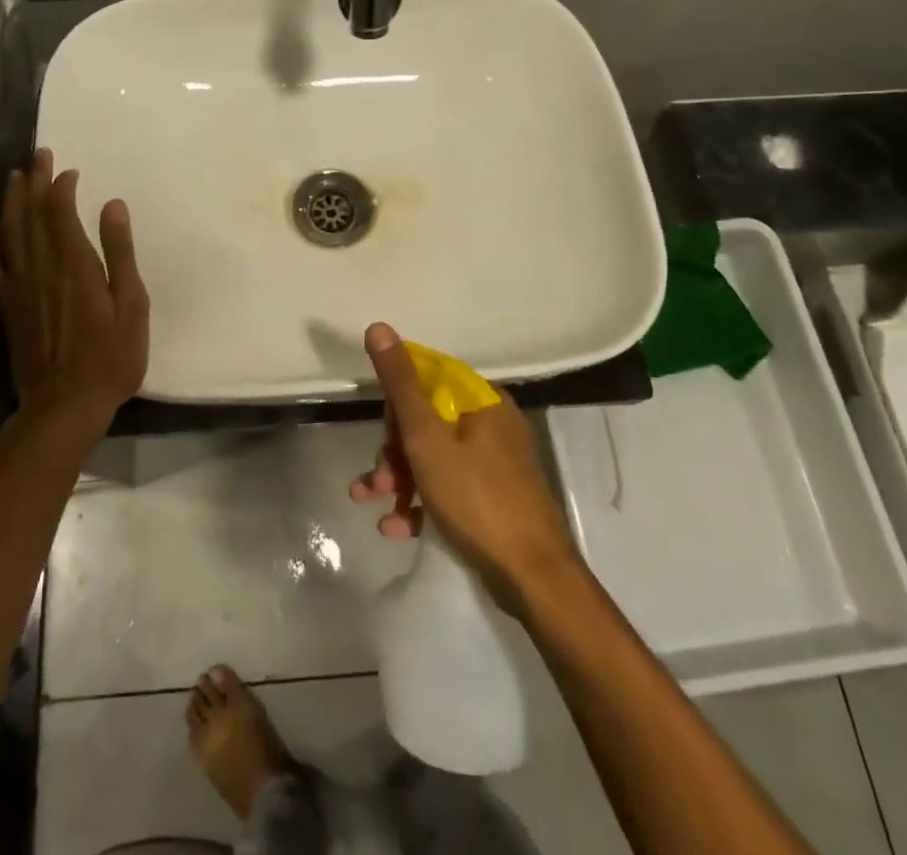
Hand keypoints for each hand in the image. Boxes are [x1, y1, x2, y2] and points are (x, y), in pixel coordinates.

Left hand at [0, 149, 149, 430]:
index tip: (68, 168)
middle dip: (34, 180)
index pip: (60, 211)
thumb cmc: (111, 357)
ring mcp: (19, 286)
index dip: (61, 185)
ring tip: (15, 176)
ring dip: (12, 200)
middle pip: (32, 214)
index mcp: (74, 264)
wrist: (65, 405)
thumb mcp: (132, 304)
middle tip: (37, 154)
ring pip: (10, 232)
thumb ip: (120, 253)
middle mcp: (41, 267)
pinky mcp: (7, 306)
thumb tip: (113, 205)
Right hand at [348, 322, 583, 612]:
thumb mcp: (427, 438)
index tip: (382, 431)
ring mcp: (497, 463)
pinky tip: (395, 527)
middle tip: (376, 477)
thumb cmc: (477, 498)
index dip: (398, 402)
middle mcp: (493, 424)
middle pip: (429, 420)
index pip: (429, 379)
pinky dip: (422, 502)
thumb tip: (379, 326)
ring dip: (399, 478)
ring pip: (435, 457)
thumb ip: (401, 384)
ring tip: (371, 500)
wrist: (534, 579)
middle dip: (394, 448)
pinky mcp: (495, 498)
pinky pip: (450, 487)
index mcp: (482, 401)